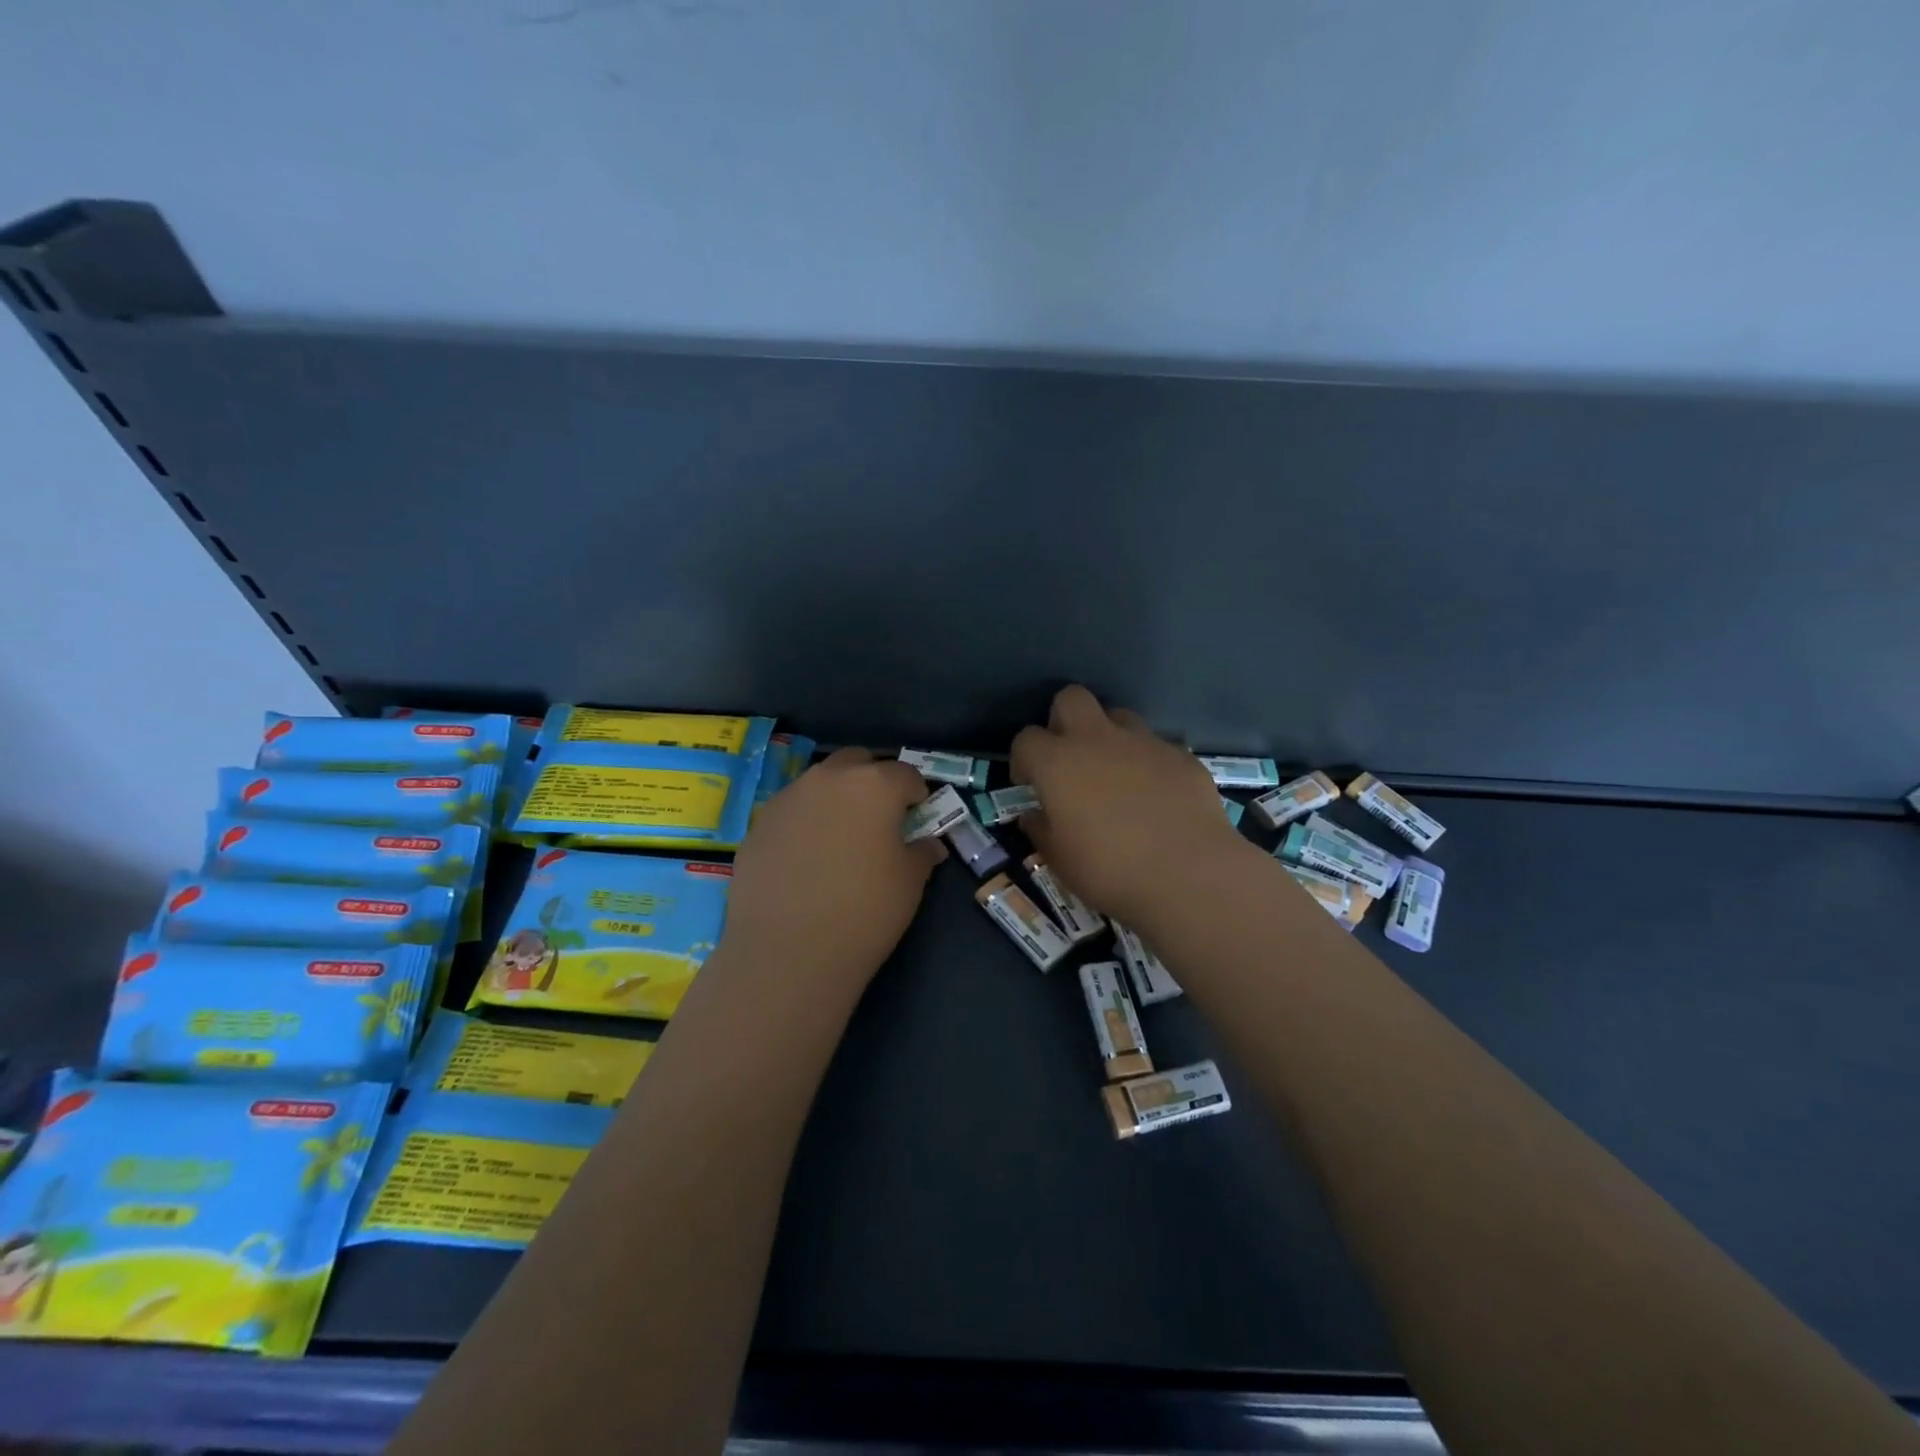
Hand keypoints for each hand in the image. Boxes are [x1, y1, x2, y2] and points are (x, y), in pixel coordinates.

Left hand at [722, 746, 943, 984]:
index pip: (905, 773)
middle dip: (873, 779)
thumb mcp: (909, 883)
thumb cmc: (864, 911)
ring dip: (836, 797)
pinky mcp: (759, 824)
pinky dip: (806, 821)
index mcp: (874, 785)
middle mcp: (829, 779)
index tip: (918, 816)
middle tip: (880, 816)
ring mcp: (788, 798)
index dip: (916, 793)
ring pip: (820, 782)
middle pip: (857, 762)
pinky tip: (807, 857)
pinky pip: (792, 810)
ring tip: (841, 836)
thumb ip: (921, 853)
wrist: (787, 952)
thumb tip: (928, 844)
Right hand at [1012, 685, 1246, 923]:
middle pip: (1071, 698)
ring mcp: (1143, 742)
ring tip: (1116, 775)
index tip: (1030, 785)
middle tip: (1070, 759)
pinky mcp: (1181, 755)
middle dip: (1064, 720)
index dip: (1024, 759)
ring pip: (1119, 716)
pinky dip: (1149, 763)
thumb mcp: (1060, 860)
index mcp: (1058, 763)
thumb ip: (1041, 830)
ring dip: (1110, 737)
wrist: (1188, 875)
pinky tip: (1157, 796)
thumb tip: (1033, 815)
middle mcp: (1098, 739)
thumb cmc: (1110, 871)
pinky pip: (1156, 746)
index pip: (1026, 739)